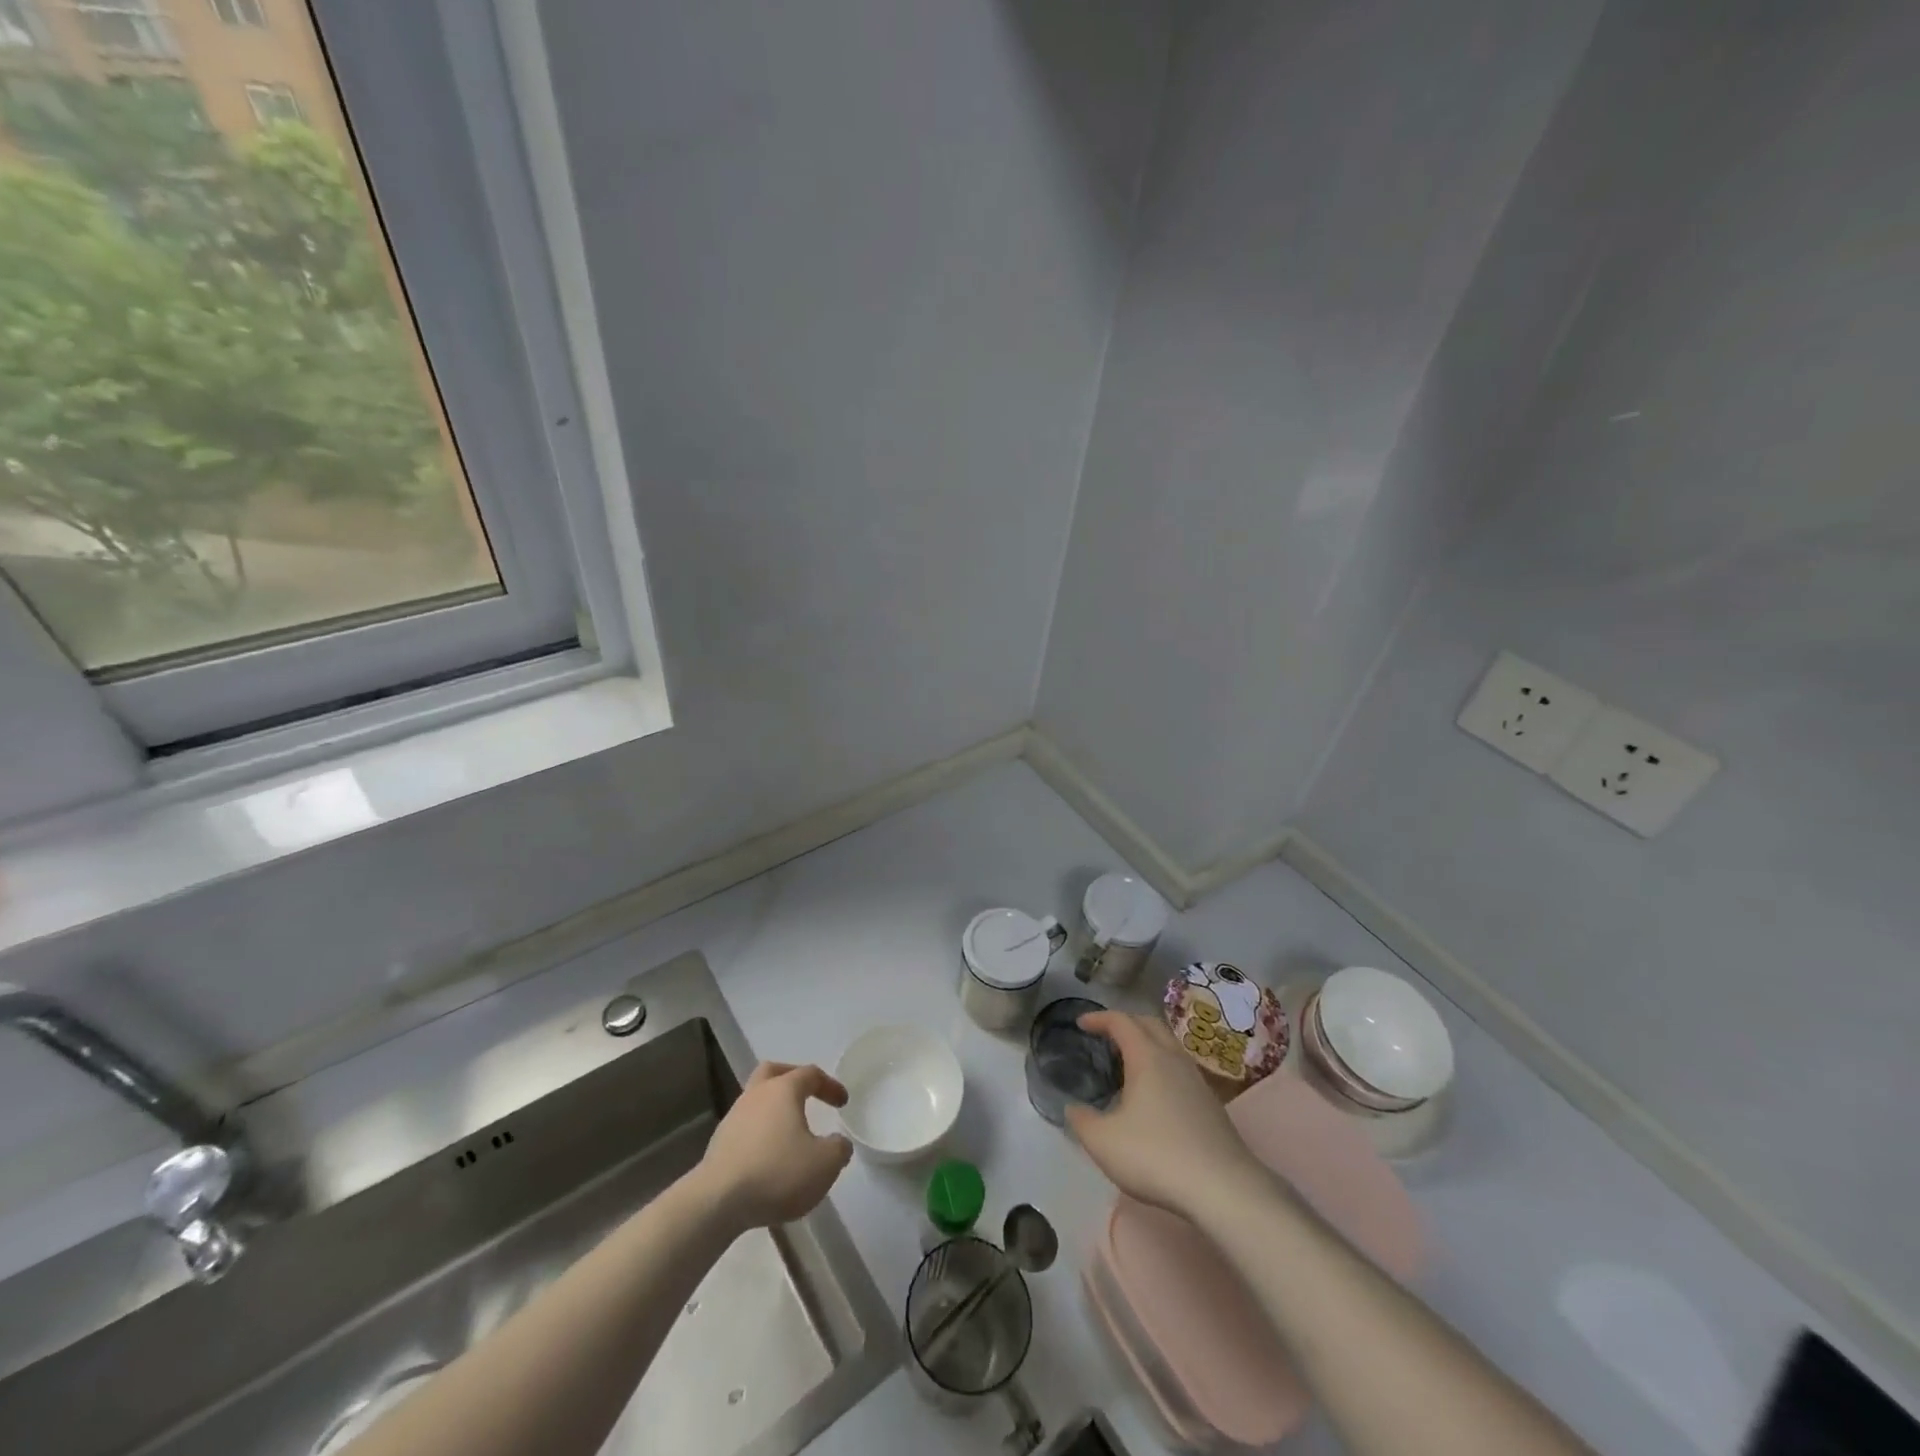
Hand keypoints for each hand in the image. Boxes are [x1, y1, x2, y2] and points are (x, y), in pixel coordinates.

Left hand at [694, 1062, 853, 1230]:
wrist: (717, 1202)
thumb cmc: (777, 1173)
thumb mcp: (824, 1164)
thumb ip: (838, 1149)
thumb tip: (838, 1144)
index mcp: (783, 1090)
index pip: (811, 1074)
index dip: (830, 1086)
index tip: (843, 1103)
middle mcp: (756, 1095)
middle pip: (773, 1072)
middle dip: (792, 1078)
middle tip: (807, 1095)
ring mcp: (733, 1118)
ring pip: (756, 1101)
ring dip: (774, 1111)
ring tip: (789, 1134)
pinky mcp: (719, 1144)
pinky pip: (746, 1128)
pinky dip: (760, 1135)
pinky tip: (769, 1159)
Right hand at [1065, 1011, 1262, 1217]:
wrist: (1224, 1189)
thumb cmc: (1156, 1156)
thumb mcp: (1104, 1142)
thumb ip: (1082, 1121)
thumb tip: (1073, 1109)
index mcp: (1147, 1057)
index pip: (1121, 1021)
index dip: (1099, 1018)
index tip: (1081, 1023)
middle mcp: (1174, 1059)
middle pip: (1149, 1024)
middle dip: (1126, 1023)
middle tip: (1106, 1036)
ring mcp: (1197, 1081)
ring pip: (1169, 1046)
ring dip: (1147, 1045)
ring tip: (1128, 1064)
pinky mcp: (1211, 1105)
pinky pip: (1180, 1070)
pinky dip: (1162, 1068)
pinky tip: (1154, 1096)